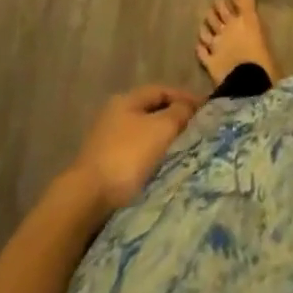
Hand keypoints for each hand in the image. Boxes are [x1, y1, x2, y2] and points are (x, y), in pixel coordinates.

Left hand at [67, 85, 201, 213]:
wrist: (86, 202)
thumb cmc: (127, 157)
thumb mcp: (161, 129)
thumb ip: (179, 112)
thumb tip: (189, 107)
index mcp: (127, 99)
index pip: (162, 90)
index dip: (185, 97)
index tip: (206, 110)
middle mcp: (115, 115)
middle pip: (152, 113)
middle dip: (175, 120)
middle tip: (197, 132)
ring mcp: (106, 143)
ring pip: (144, 136)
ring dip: (163, 142)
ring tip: (183, 153)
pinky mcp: (104, 169)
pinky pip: (135, 157)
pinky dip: (151, 159)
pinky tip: (161, 171)